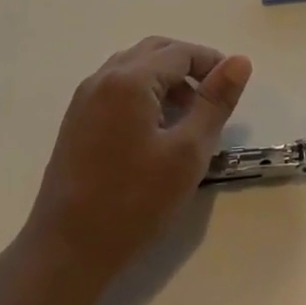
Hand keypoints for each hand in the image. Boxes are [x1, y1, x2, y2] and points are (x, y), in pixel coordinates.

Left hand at [18, 37, 252, 297]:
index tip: (233, 88)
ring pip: (134, 67)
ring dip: (165, 78)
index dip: (212, 62)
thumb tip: (239, 61)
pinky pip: (117, 87)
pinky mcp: (76, 121)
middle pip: (155, 51)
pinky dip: (144, 92)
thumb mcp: (188, 153)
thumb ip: (215, 102)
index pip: (180, 52)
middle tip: (212, 98)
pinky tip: (156, 130)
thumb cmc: (133, 203)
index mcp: (129, 80)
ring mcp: (84, 99)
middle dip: (188, 66)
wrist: (66, 253)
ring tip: (188, 115)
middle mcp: (102, 78)